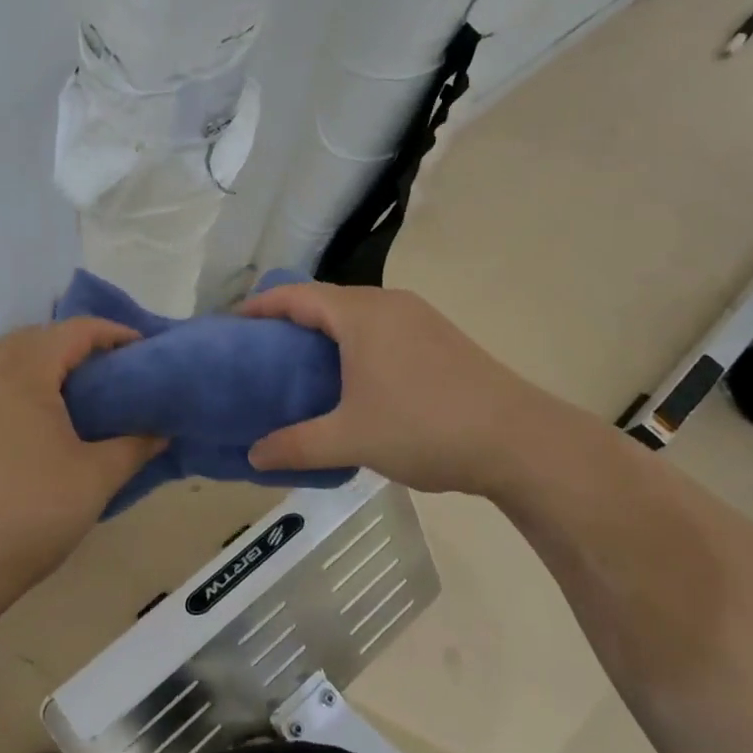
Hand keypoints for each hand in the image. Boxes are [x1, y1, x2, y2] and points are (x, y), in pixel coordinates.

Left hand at [0, 320, 163, 677]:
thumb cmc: (29, 512)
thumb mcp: (96, 478)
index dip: (116, 334)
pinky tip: (42, 419)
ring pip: (14, 358)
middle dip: (82, 347)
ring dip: (50, 364)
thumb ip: (135, 445)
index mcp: (24, 368)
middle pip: (43, 337)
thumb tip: (162, 431)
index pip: (77, 330)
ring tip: (83, 395)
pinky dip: (25, 384)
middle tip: (118, 374)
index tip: (146, 353)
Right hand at [237, 283, 564, 497]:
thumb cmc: (425, 428)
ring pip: (356, 312)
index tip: (232, 324)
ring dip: (325, 329)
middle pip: (325, 299)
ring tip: (301, 362)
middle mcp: (388, 303)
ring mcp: (419, 317)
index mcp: (360, 315)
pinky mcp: (440, 336)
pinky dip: (354, 339)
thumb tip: (253, 456)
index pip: (296, 296)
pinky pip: (381, 325)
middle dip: (290, 317)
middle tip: (261, 349)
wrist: (520, 441)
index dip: (260, 306)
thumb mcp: (351, 439)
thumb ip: (296, 445)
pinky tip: (352, 375)